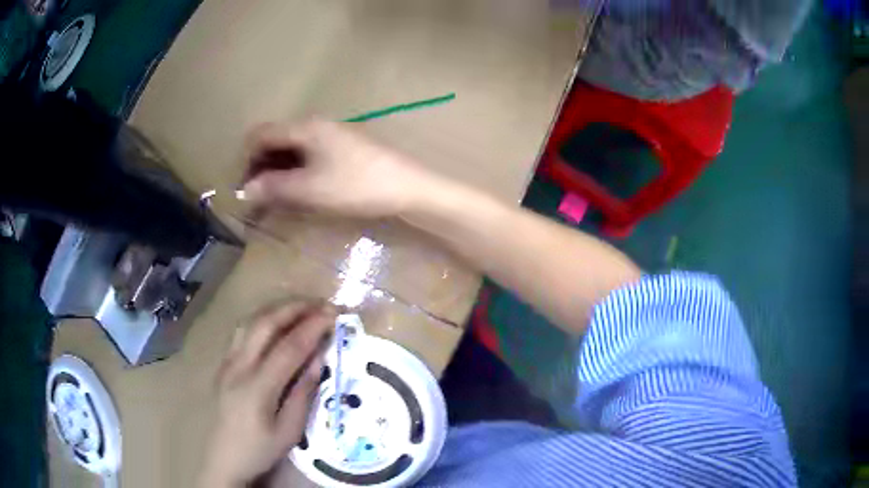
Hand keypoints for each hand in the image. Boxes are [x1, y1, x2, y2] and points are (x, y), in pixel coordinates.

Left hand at [198, 302, 333, 487]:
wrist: (224, 458)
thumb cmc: (260, 449)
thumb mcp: (290, 431)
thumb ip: (303, 392)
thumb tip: (319, 358)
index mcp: (257, 387)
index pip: (288, 347)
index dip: (312, 327)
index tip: (333, 314)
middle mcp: (238, 366)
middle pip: (265, 324)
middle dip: (295, 308)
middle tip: (321, 303)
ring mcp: (227, 362)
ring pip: (250, 321)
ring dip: (277, 309)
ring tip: (302, 307)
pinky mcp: (223, 363)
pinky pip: (242, 331)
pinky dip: (262, 319)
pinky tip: (275, 322)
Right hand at [240, 119, 440, 217]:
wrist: (407, 187)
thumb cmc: (356, 185)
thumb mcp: (310, 189)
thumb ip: (274, 187)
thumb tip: (245, 189)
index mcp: (305, 128)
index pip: (261, 134)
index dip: (247, 160)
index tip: (245, 188)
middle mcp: (315, 126)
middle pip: (275, 142)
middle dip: (261, 169)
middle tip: (258, 200)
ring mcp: (330, 137)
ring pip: (292, 152)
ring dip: (278, 174)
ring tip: (275, 202)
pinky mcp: (341, 151)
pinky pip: (308, 158)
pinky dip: (296, 174)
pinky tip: (297, 195)